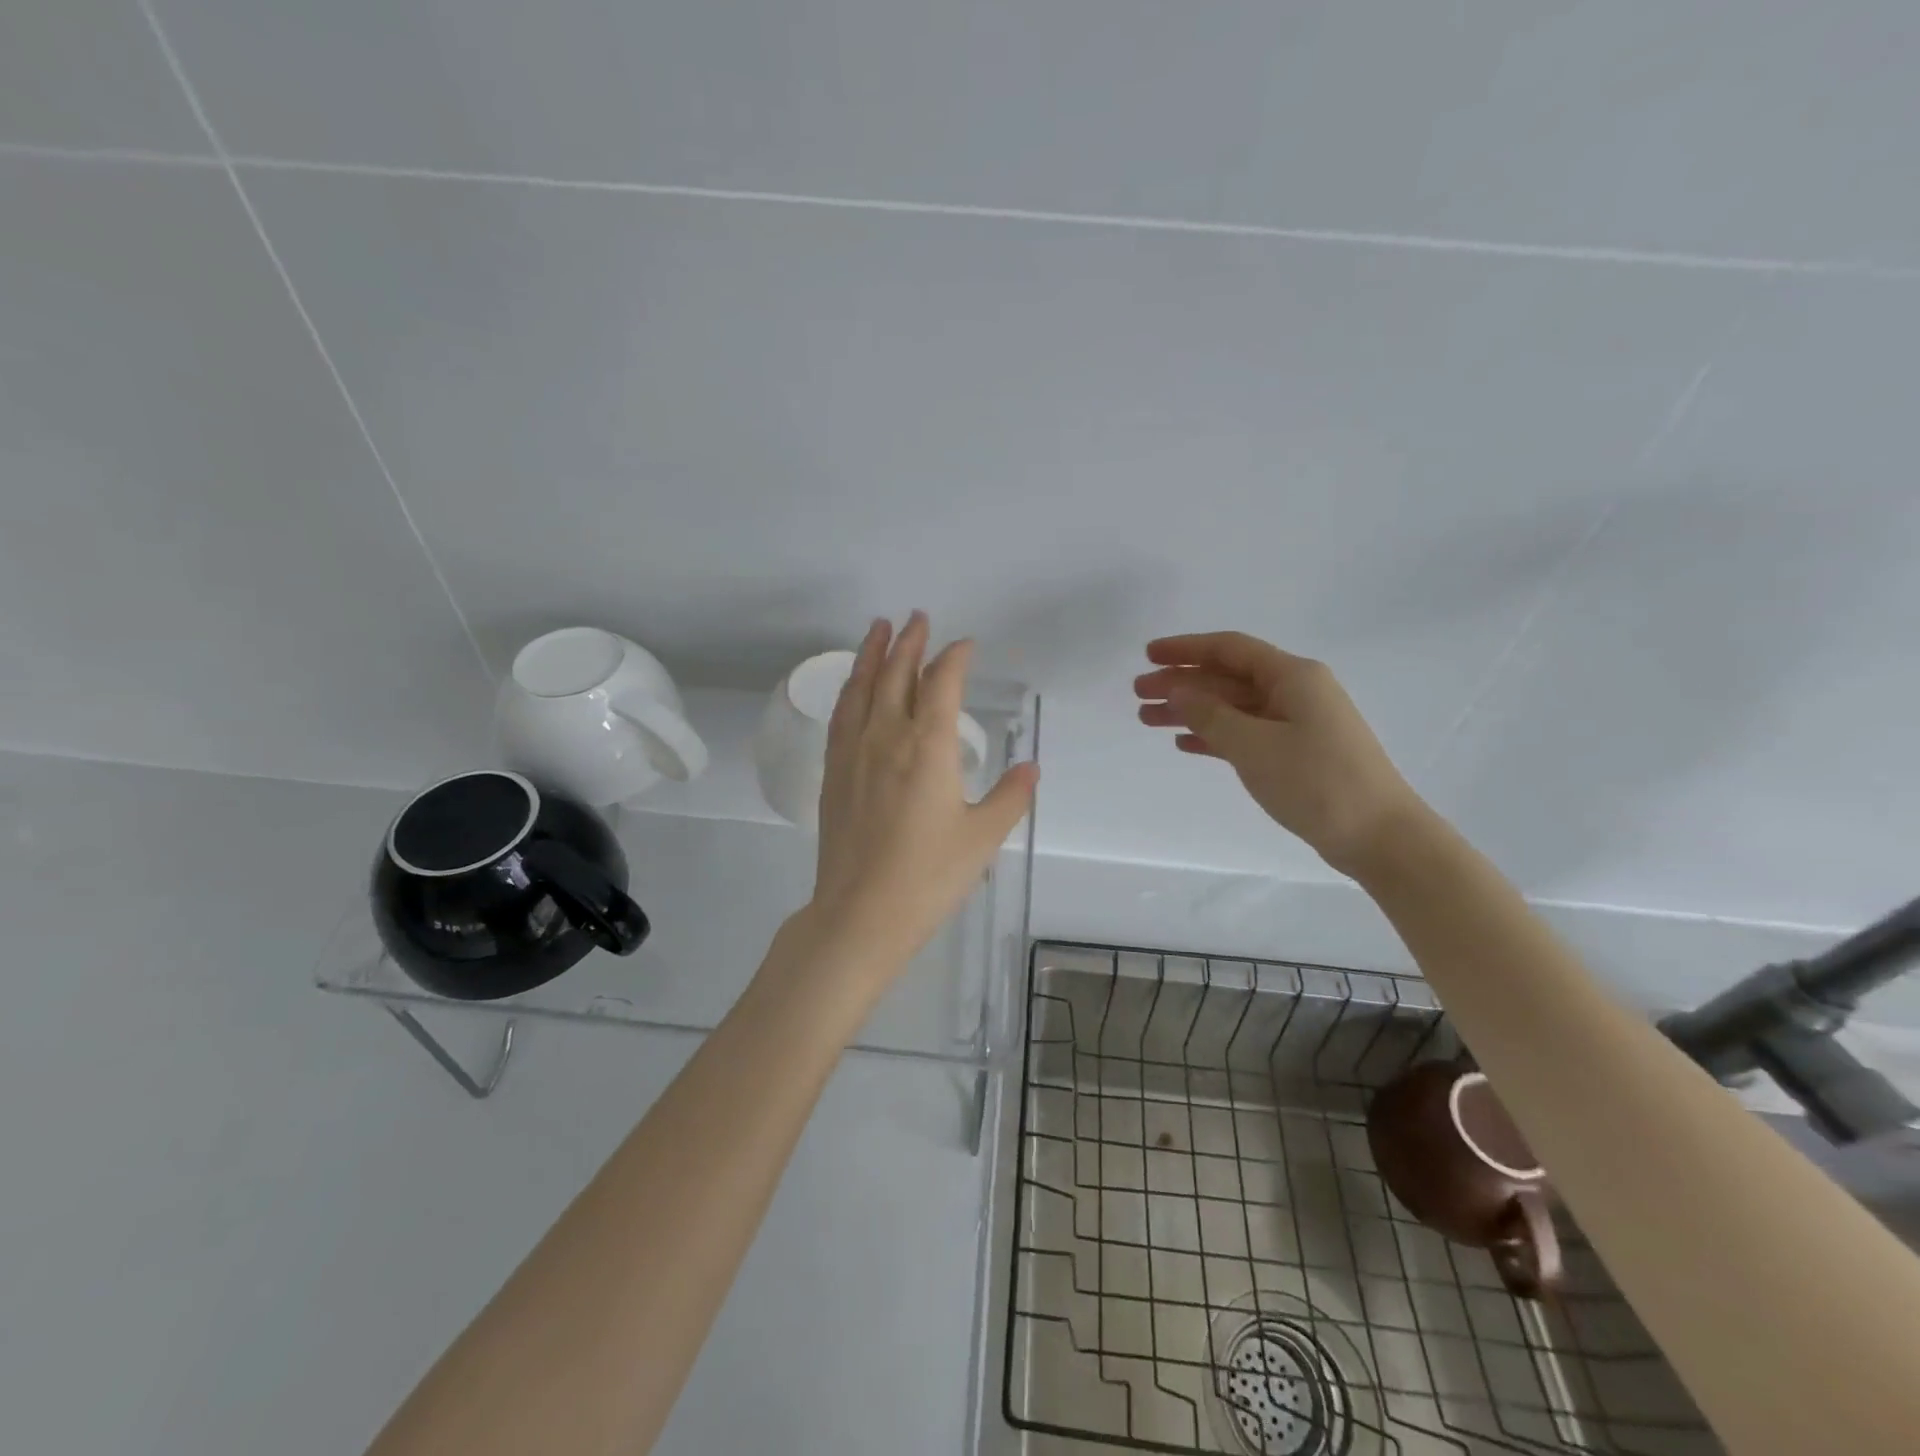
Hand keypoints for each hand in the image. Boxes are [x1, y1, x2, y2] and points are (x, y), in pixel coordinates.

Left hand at [803, 613, 1038, 984]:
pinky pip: (841, 715)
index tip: (966, 645)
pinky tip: (853, 686)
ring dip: (872, 654)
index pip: (942, 683)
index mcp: (928, 746)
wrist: (860, 913)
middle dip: (910, 642)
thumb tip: (1030, 767)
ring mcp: (854, 752)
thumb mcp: (982, 838)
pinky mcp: (833, 772)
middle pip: (897, 674)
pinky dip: (850, 689)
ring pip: (862, 687)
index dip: (955, 658)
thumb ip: (1010, 797)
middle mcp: (887, 737)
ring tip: (878, 628)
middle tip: (917, 617)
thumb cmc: (928, 876)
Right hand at [1134, 631, 1425, 875]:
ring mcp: (1296, 723)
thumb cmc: (1317, 782)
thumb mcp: (1254, 745)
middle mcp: (1294, 692)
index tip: (1148, 655)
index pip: (1229, 649)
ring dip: (1191, 711)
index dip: (1186, 648)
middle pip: (1227, 678)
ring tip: (1148, 720)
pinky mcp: (1295, 753)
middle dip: (1181, 683)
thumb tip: (1176, 690)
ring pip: (1232, 707)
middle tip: (1138, 694)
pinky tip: (1185, 743)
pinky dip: (1213, 735)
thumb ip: (1210, 715)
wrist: (1379, 836)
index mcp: (1292, 676)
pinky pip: (1244, 733)